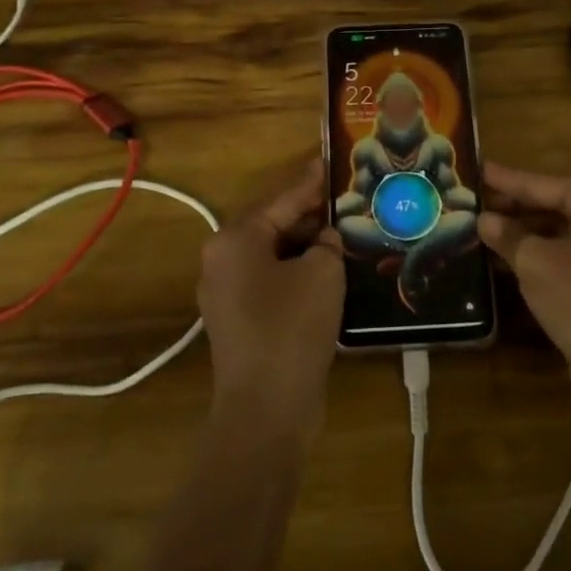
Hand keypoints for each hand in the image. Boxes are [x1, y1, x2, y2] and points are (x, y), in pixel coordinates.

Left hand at [197, 161, 344, 444]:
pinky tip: (330, 272)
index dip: (311, 182)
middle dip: (311, 215)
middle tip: (347, 201)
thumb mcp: (322, 273)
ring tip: (345, 233)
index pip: (282, 199)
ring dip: (307, 246)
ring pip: (274, 255)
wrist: (266, 408)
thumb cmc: (292, 327)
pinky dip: (298, 272)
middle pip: (273, 225)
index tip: (332, 161)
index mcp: (235, 239)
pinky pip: (272, 281)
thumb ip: (327, 243)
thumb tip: (324, 239)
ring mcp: (227, 293)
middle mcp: (222, 260)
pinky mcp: (240, 320)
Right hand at [478, 161, 570, 442]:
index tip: (477, 169)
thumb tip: (484, 220)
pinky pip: (567, 261)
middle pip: (555, 207)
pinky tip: (503, 263)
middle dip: (514, 209)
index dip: (508, 180)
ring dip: (523, 237)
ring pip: (560, 236)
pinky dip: (538, 260)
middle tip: (471, 204)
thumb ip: (507, 235)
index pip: (546, 184)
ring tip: (480, 231)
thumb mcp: (535, 262)